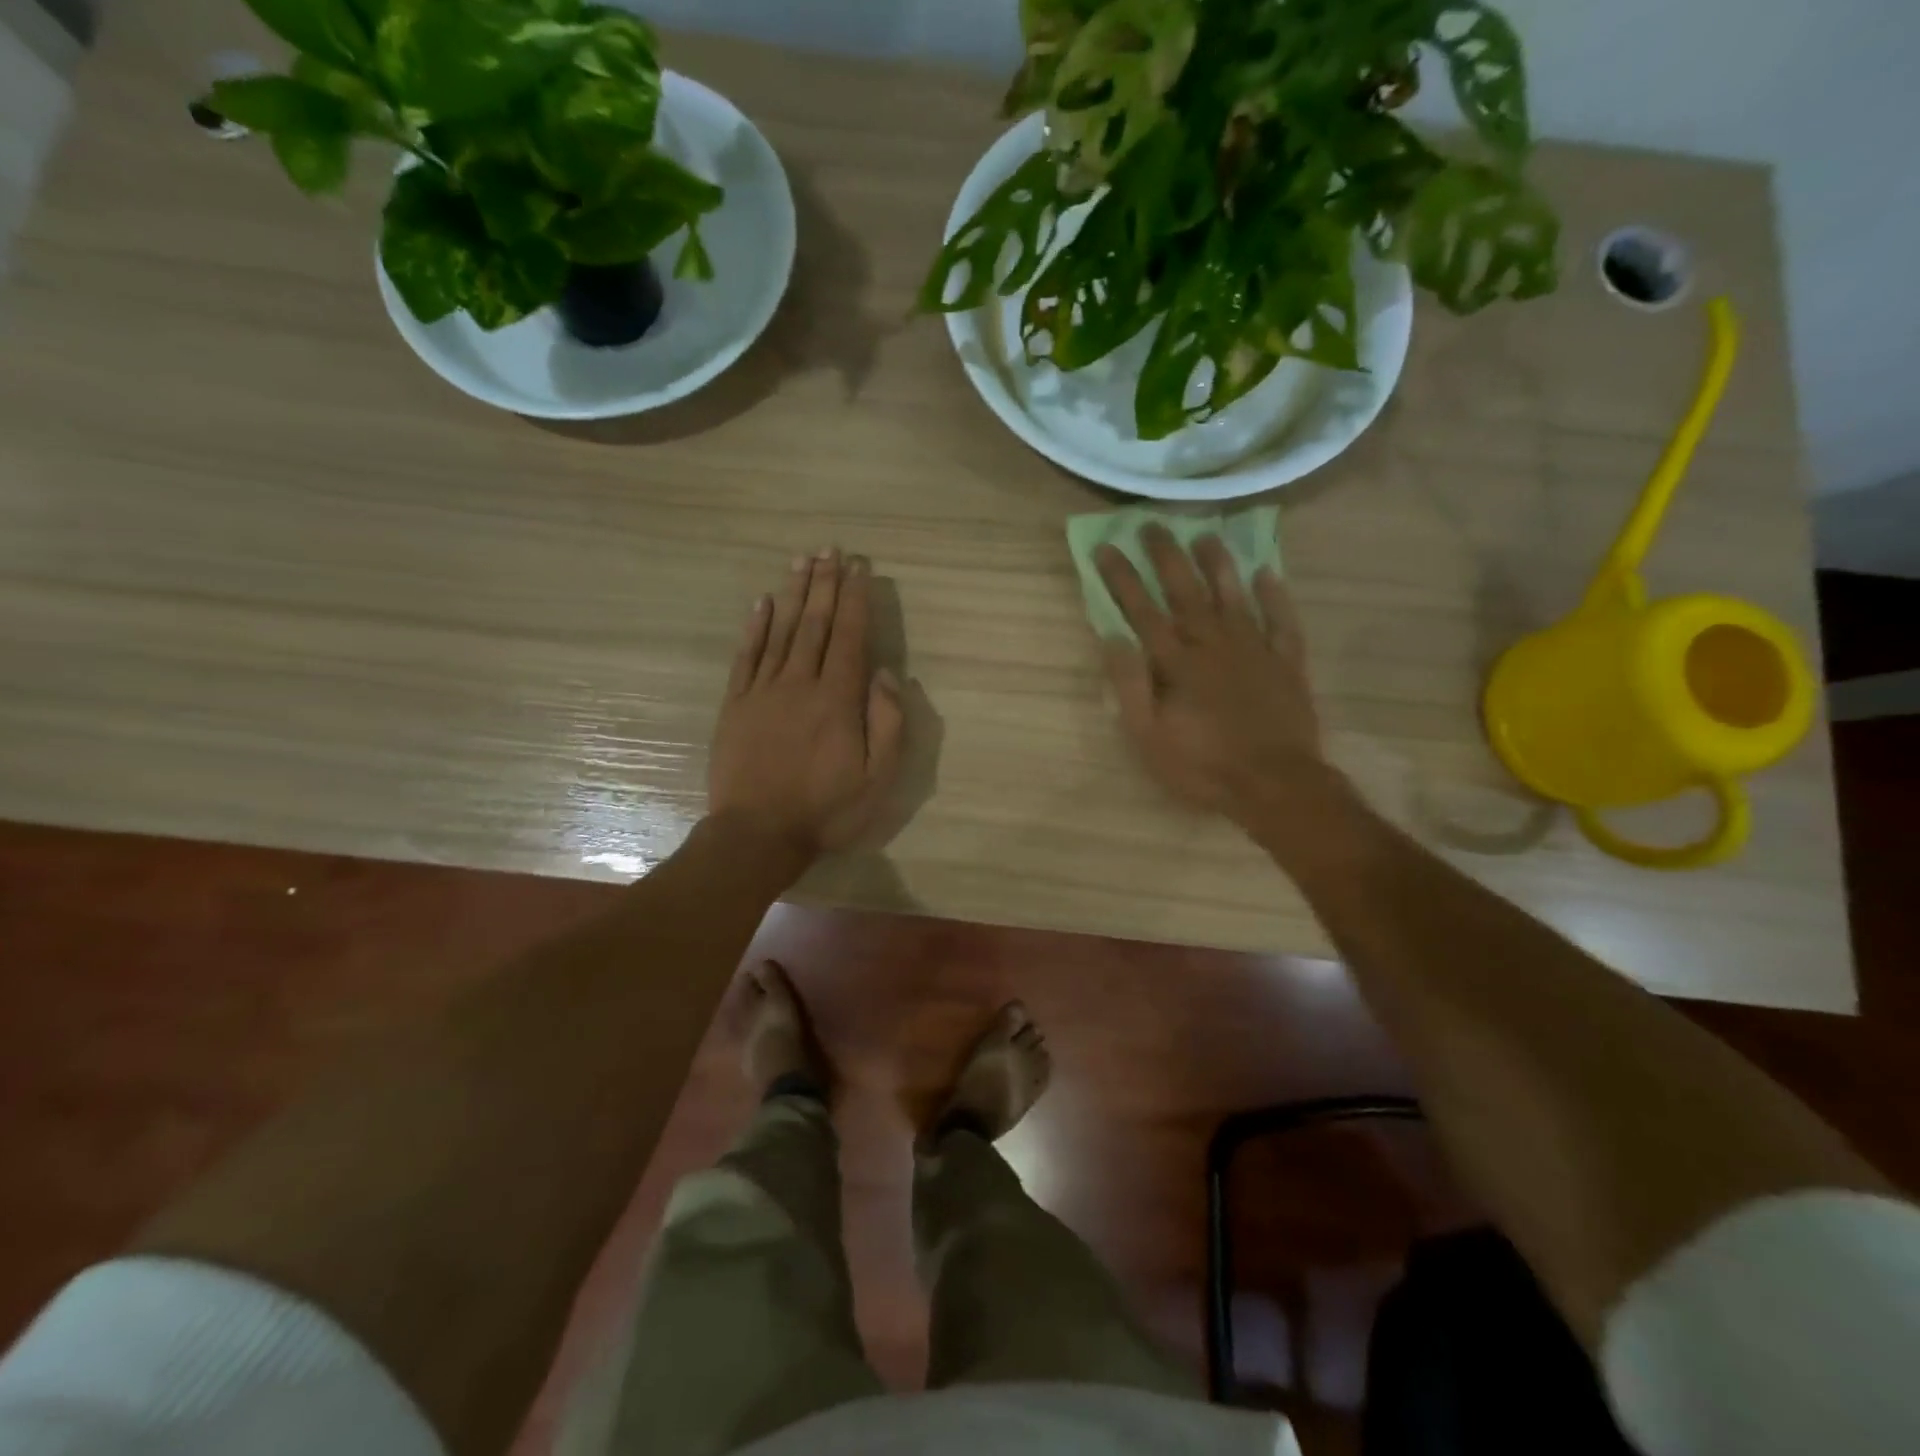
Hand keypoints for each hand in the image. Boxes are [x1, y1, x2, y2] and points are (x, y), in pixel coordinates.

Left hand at [709, 549, 904, 858]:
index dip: (856, 599)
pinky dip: (755, 627)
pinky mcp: (736, 705)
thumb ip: (888, 723)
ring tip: (801, 561)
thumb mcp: (877, 778)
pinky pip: (746, 656)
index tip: (858, 567)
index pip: (850, 637)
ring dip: (794, 594)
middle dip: (825, 584)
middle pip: (815, 624)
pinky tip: (762, 603)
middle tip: (829, 549)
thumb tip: (886, 673)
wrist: (758, 834)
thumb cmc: (826, 809)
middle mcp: (800, 684)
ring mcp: (763, 691)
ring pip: (782, 631)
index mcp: (838, 699)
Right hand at [1096, 527, 1331, 832]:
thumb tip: (1112, 638)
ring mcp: (1254, 650)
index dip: (1121, 577)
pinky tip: (1267, 574)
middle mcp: (1213, 644)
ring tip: (1206, 534)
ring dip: (1218, 563)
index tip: (1107, 546)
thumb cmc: (1202, 766)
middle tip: (1153, 524)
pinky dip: (1275, 597)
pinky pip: (1282, 621)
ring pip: (1233, 595)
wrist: (1275, 784)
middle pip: (1186, 591)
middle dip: (1166, 556)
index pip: (1141, 610)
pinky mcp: (1286, 663)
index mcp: (1176, 663)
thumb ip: (1130, 685)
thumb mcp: (1148, 736)